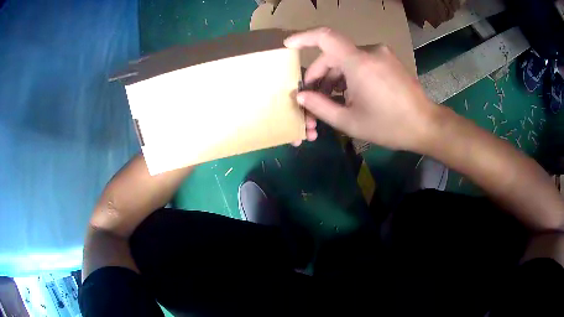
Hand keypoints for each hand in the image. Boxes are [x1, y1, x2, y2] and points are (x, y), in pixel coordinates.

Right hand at [285, 28, 438, 151]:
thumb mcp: (350, 122)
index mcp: (359, 63)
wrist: (426, 125)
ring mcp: (382, 54)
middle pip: (334, 53)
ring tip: (332, 99)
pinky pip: (362, 62)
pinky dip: (350, 74)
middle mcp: (370, 51)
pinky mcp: (389, 60)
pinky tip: (351, 93)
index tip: (288, 45)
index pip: (325, 37)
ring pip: (348, 59)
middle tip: (313, 95)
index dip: (303, 37)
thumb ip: (321, 107)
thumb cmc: (389, 126)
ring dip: (335, 76)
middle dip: (319, 73)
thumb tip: (301, 96)